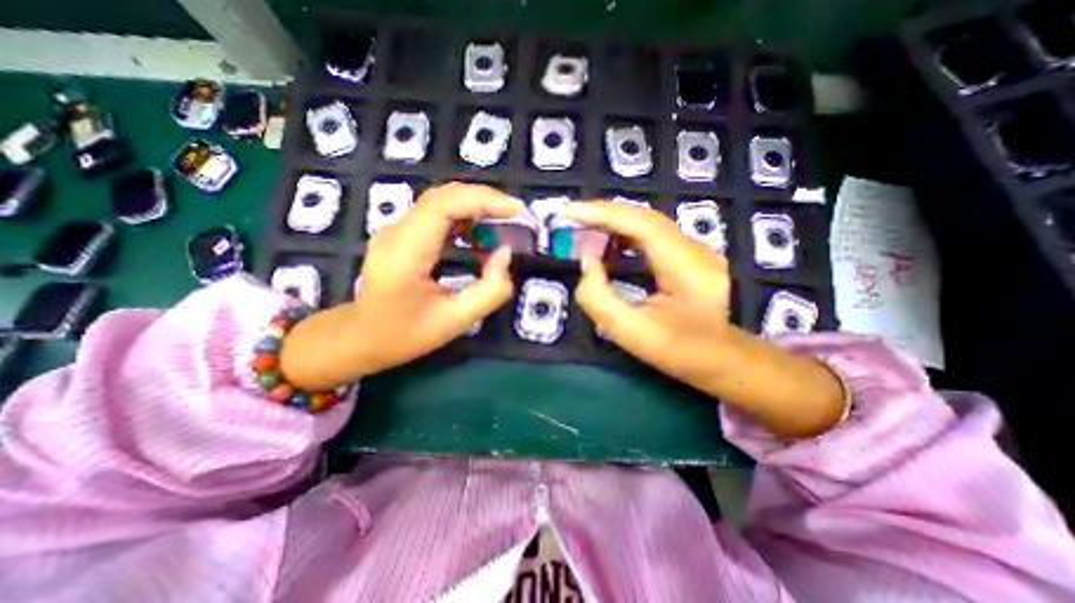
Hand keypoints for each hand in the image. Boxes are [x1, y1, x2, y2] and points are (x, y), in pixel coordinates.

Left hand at [281, 184, 525, 391]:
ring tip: (501, 225)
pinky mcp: (402, 233)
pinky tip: (477, 236)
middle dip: (485, 199)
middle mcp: (397, 231)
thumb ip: (490, 290)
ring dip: (475, 207)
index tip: (517, 210)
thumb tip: (505, 253)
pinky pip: (436, 213)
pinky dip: (463, 216)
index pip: (444, 206)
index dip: (484, 201)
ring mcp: (396, 229)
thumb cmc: (406, 334)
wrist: (360, 337)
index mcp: (406, 253)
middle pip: (444, 195)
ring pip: (441, 201)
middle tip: (515, 215)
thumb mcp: (456, 321)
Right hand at [567, 203, 844, 437]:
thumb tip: (588, 262)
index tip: (571, 212)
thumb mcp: (631, 333)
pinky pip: (654, 235)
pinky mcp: (691, 255)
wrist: (723, 360)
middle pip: (645, 218)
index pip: (642, 225)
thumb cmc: (679, 351)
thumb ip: (599, 298)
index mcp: (686, 268)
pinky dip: (627, 234)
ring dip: (615, 222)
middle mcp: (695, 249)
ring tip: (586, 229)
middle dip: (605, 214)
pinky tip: (611, 244)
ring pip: (649, 224)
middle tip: (573, 219)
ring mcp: (696, 250)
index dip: (604, 214)